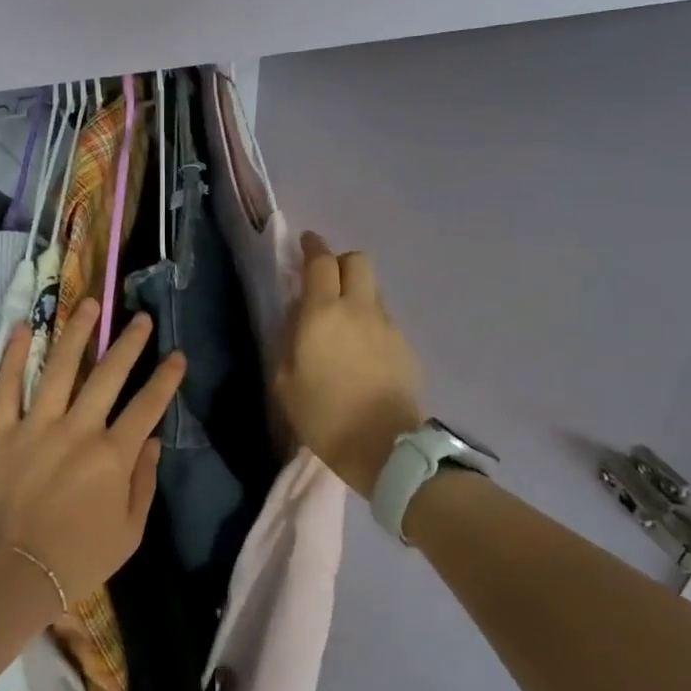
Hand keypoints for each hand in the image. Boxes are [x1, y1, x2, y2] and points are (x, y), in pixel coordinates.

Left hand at [0, 299, 185, 614]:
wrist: (13, 575)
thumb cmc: (78, 559)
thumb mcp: (130, 532)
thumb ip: (144, 482)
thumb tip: (152, 440)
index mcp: (113, 455)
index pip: (147, 406)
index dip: (166, 378)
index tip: (177, 355)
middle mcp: (78, 429)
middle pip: (108, 375)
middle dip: (129, 343)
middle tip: (141, 318)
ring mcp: (37, 425)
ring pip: (59, 367)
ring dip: (76, 333)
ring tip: (89, 304)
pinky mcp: (1, 431)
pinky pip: (6, 386)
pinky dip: (11, 356)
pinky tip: (21, 328)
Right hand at [276, 232, 424, 497]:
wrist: (384, 447)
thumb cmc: (323, 416)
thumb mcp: (285, 381)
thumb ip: (288, 340)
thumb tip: (298, 318)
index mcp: (322, 313)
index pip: (320, 262)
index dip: (312, 247)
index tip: (306, 243)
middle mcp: (358, 309)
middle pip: (357, 261)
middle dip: (340, 261)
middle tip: (325, 280)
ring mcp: (387, 326)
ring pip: (372, 289)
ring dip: (356, 293)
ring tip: (343, 322)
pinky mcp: (405, 346)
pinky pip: (384, 319)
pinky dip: (370, 322)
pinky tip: (362, 351)